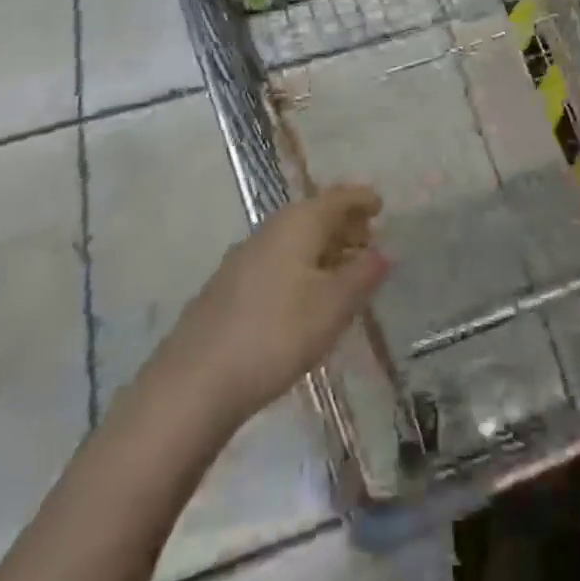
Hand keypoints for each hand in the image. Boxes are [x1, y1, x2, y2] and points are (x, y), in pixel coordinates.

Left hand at [158, 185, 390, 426]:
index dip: (361, 199)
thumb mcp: (332, 306)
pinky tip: (306, 297)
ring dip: (322, 249)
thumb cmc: (276, 333)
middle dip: (343, 224)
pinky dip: (301, 268)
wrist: (195, 381)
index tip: (381, 205)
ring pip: (295, 240)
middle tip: (369, 240)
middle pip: (315, 215)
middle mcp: (271, 228)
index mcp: (298, 222)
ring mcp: (246, 257)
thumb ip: (362, 276)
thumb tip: (384, 252)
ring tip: (344, 271)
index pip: (338, 198)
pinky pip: (278, 262)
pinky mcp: (230, 287)